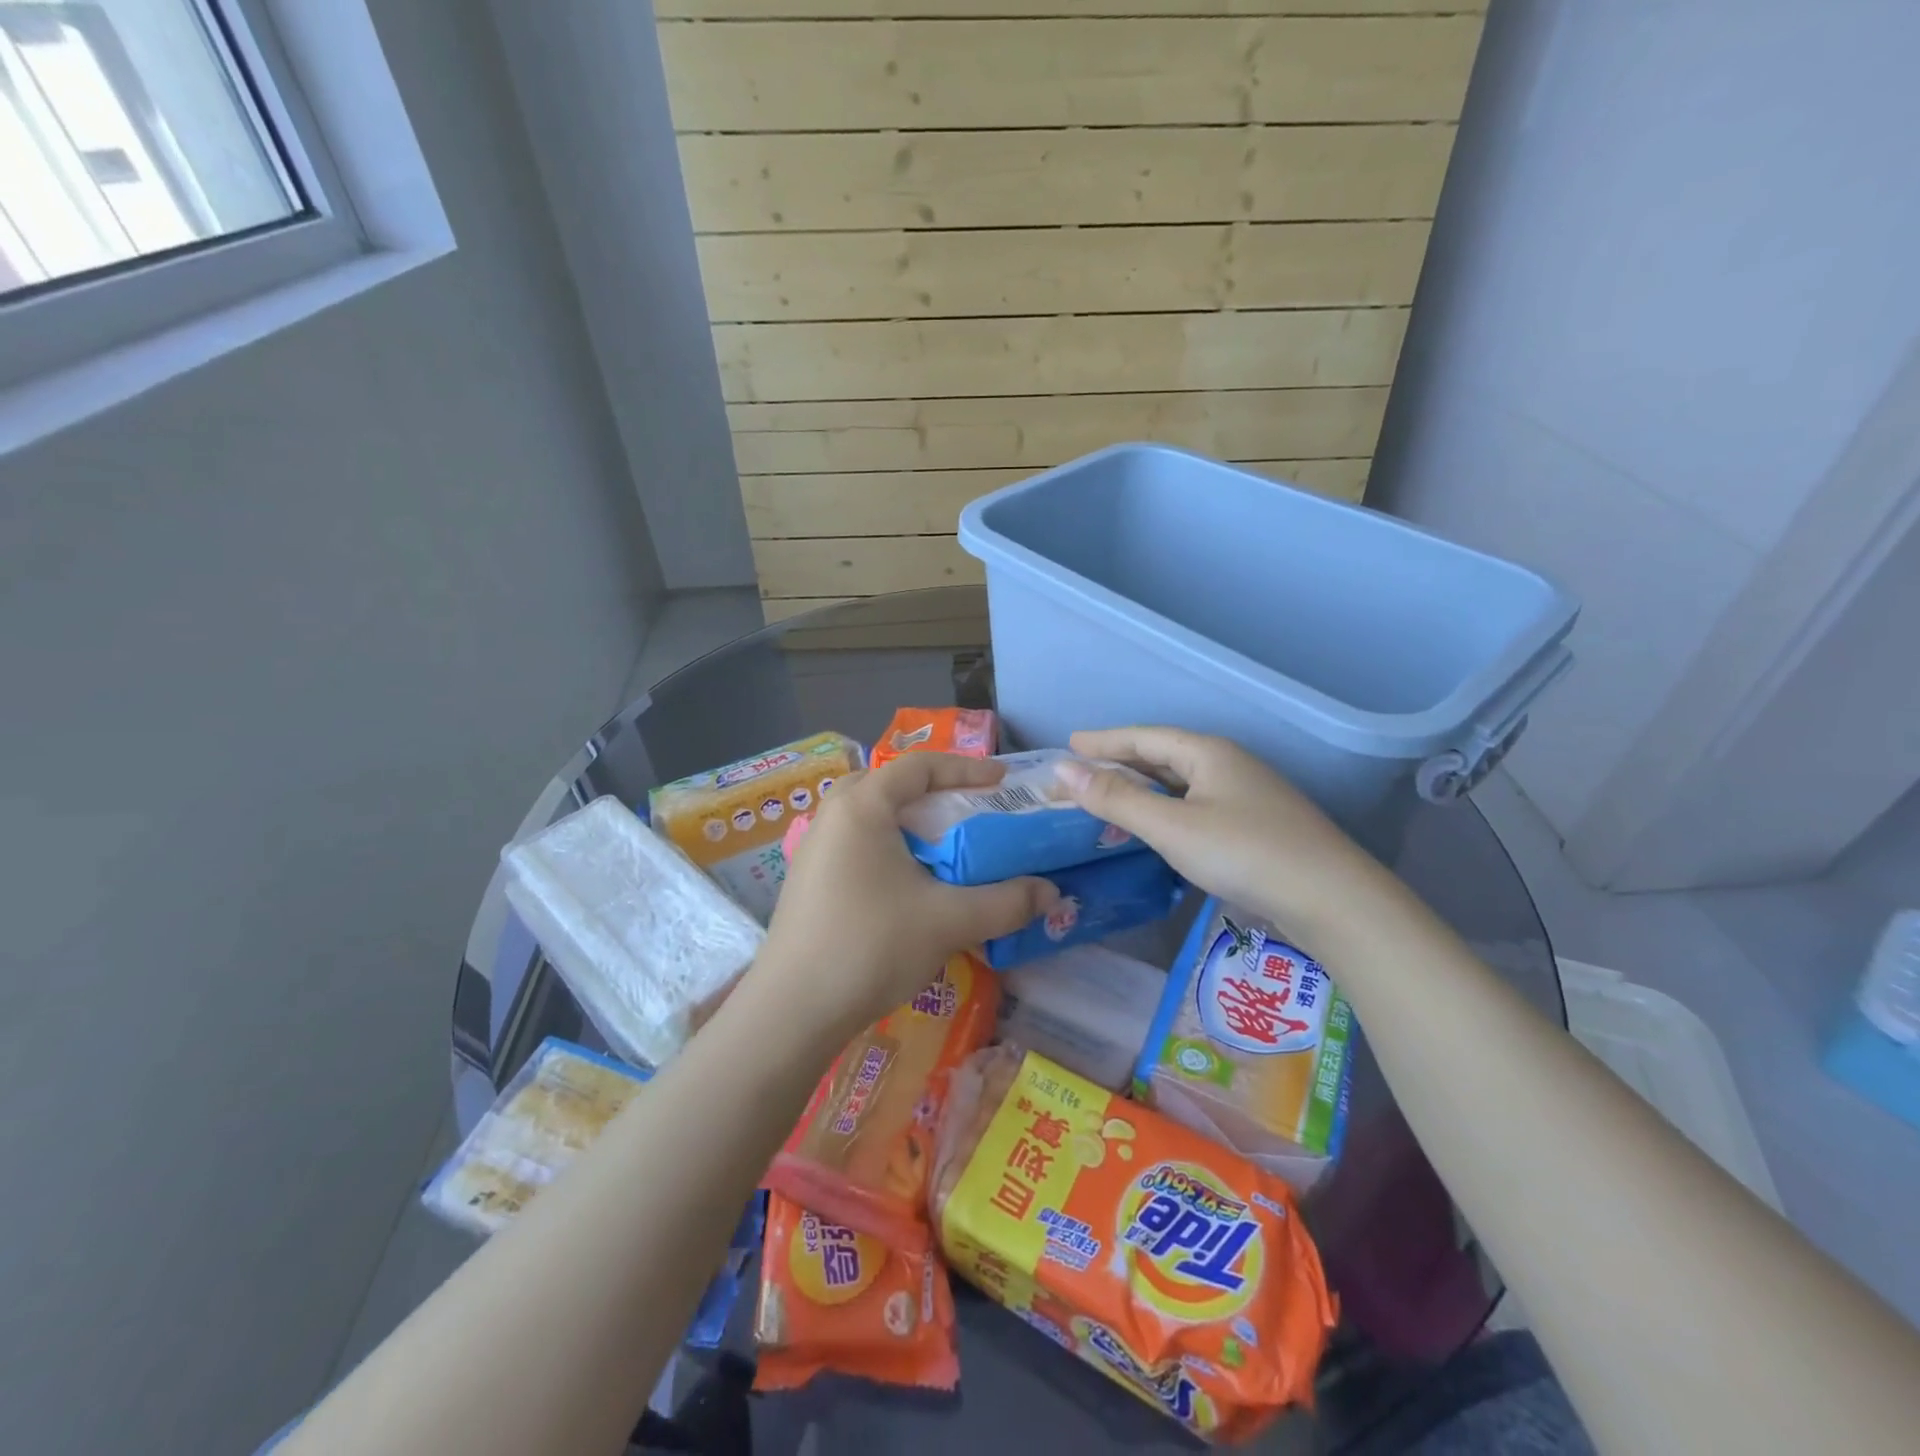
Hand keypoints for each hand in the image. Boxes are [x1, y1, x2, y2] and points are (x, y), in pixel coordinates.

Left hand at [755, 753, 1058, 1038]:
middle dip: (934, 793)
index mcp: (862, 806)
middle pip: (890, 785)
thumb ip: (1005, 901)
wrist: (792, 1011)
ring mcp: (814, 849)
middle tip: (970, 812)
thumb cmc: (870, 946)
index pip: (919, 766)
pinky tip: (910, 886)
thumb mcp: (948, 921)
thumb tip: (1052, 892)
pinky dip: (889, 849)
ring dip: (910, 824)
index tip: (1003, 782)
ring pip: (871, 817)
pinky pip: (857, 845)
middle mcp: (832, 816)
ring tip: (945, 848)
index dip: (966, 768)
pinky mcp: (808, 880)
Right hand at [1057, 726, 1394, 955]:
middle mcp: (1229, 765)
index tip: (1070, 743)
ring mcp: (1247, 795)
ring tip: (1112, 796)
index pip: (1144, 737)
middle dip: (1122, 762)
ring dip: (1145, 787)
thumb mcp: (1170, 826)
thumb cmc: (1243, 852)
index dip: (1105, 740)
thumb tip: (1064, 771)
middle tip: (1084, 770)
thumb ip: (1116, 798)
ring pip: (1183, 783)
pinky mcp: (1257, 825)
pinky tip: (1159, 827)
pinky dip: (1167, 809)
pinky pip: (1197, 805)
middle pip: (1164, 756)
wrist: (1332, 899)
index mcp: (1208, 753)